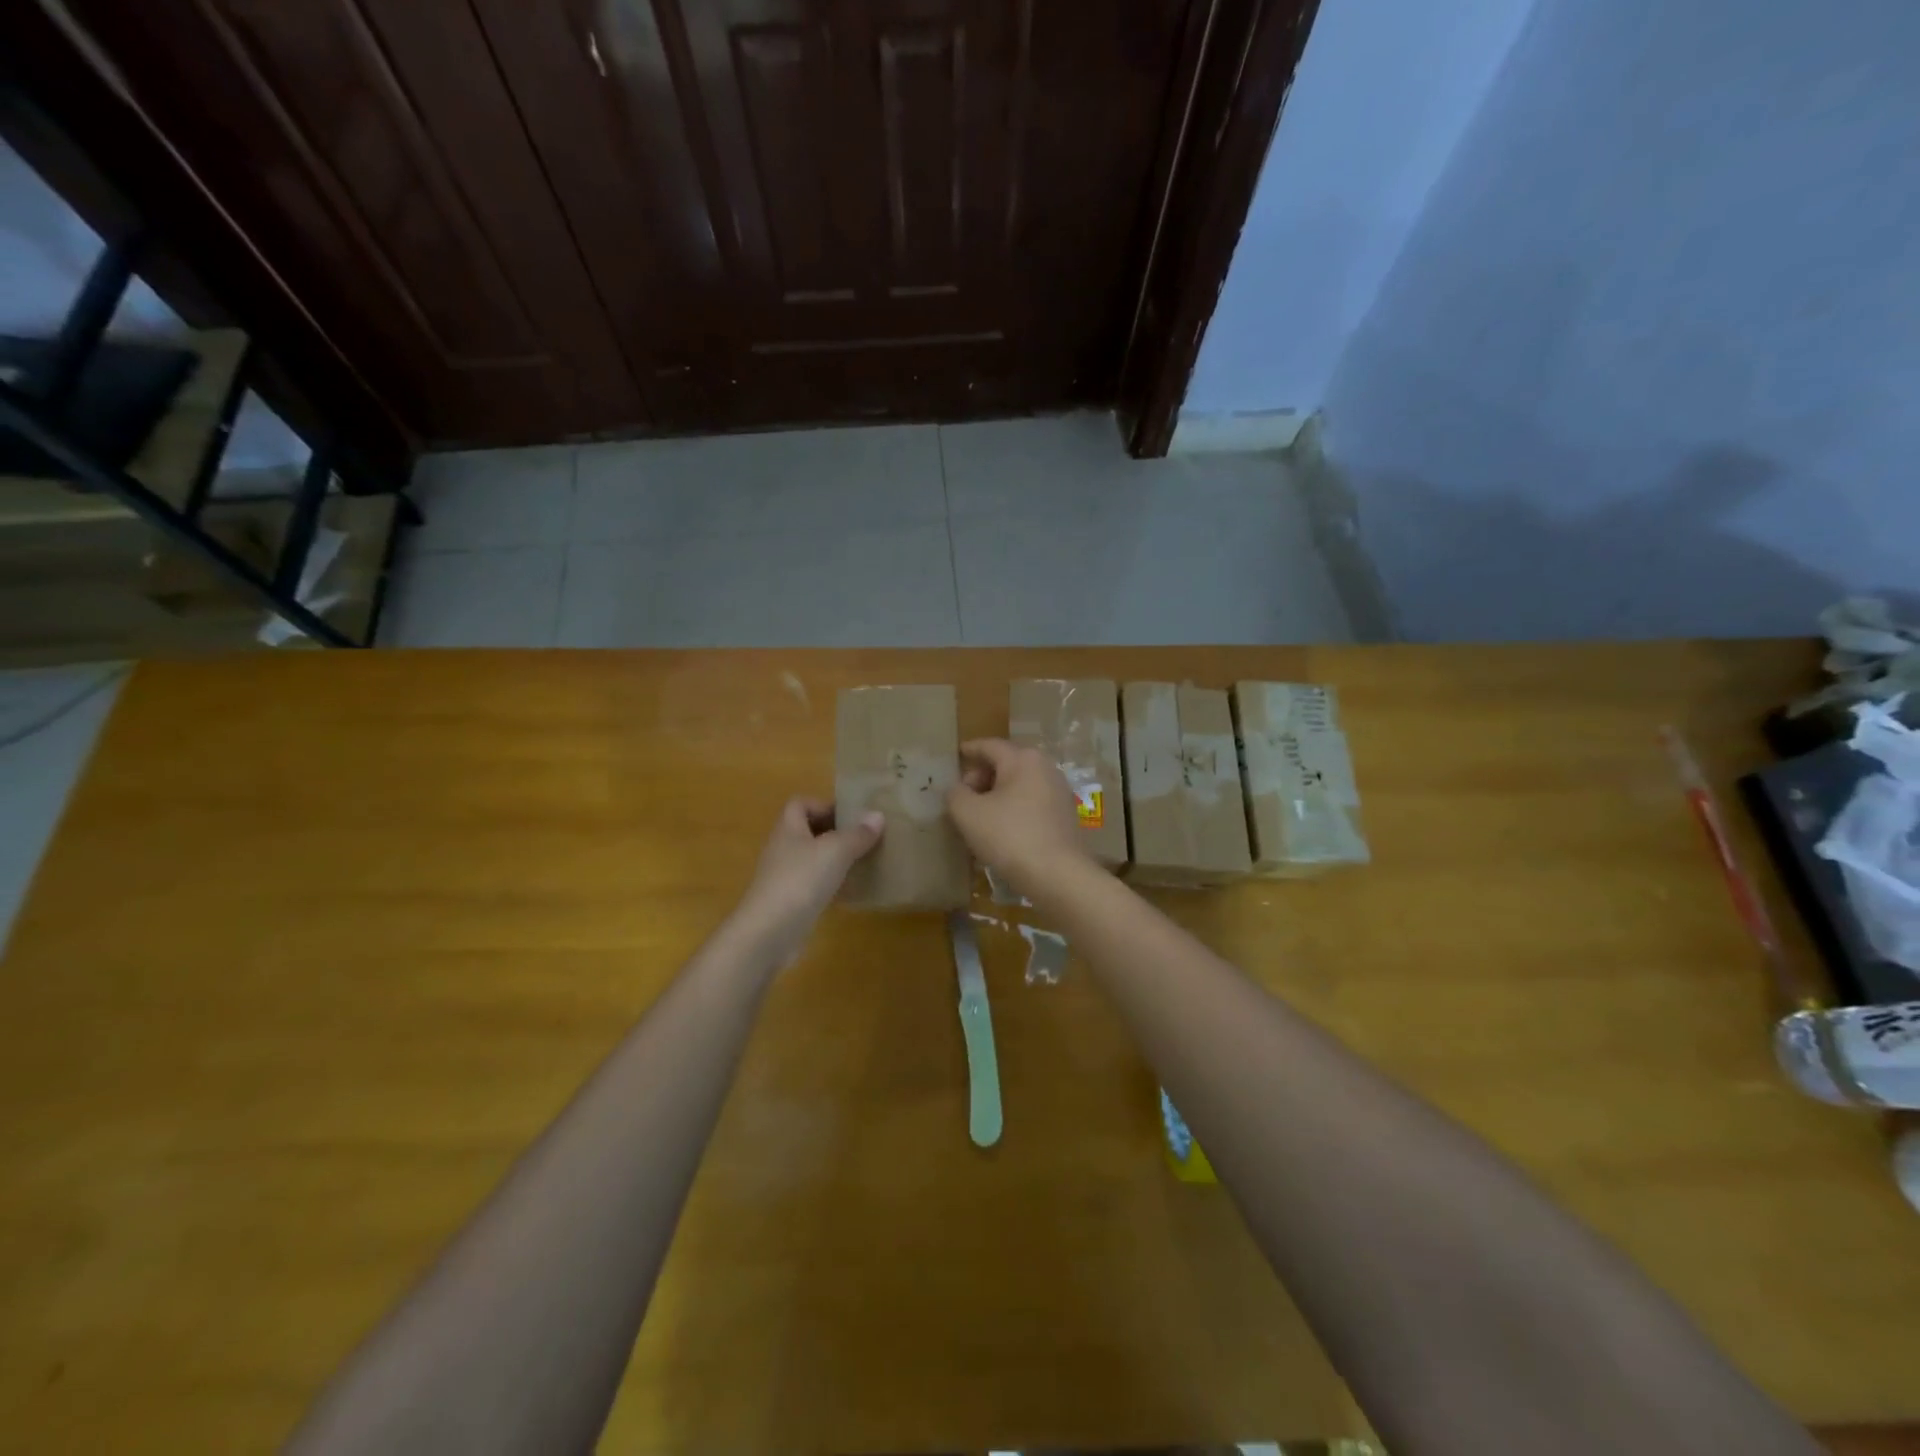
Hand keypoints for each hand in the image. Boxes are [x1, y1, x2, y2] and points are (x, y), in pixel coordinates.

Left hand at [735, 798, 883, 957]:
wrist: (769, 933)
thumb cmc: (801, 880)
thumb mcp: (835, 851)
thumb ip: (857, 834)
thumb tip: (877, 815)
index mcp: (788, 828)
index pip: (800, 804)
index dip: (823, 804)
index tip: (850, 815)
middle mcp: (783, 849)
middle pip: (808, 831)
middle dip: (835, 832)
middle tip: (864, 837)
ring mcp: (785, 877)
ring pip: (813, 859)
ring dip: (836, 859)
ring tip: (864, 861)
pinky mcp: (791, 902)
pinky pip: (814, 885)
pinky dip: (832, 885)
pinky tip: (852, 891)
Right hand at [947, 739, 1090, 896]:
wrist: (1057, 875)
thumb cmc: (1009, 836)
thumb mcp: (968, 814)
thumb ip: (955, 794)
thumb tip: (957, 789)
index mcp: (1023, 759)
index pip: (989, 746)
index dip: (969, 750)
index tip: (955, 755)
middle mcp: (1045, 768)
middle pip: (1006, 764)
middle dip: (981, 777)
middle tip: (962, 797)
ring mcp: (1059, 792)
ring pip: (1019, 785)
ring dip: (997, 796)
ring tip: (978, 817)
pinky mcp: (1065, 816)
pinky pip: (1031, 803)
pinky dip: (1013, 809)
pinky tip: (1001, 831)